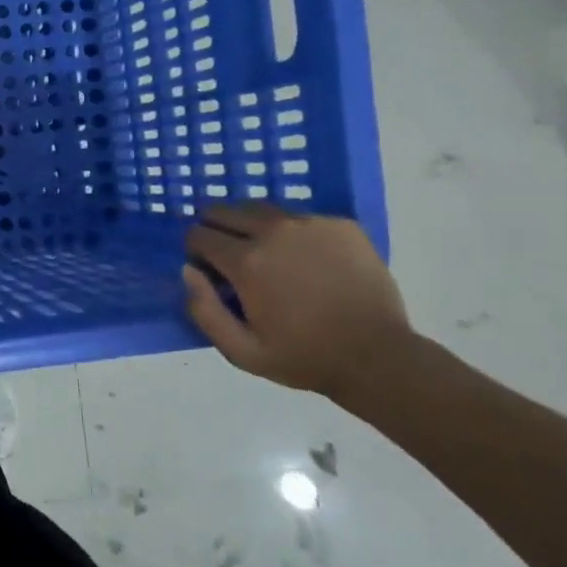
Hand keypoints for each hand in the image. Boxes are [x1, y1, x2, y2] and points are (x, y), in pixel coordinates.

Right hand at [182, 204, 412, 397]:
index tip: (209, 271)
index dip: (196, 252)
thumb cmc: (303, 356)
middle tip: (229, 256)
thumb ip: (203, 309)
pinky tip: (304, 257)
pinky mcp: (341, 225)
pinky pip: (300, 216)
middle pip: (224, 211)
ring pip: (261, 209)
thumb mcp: (239, 350)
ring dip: (251, 225)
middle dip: (217, 229)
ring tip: (266, 253)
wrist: (378, 357)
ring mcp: (311, 224)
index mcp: (246, 260)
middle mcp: (274, 231)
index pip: (198, 234)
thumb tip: (188, 270)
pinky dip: (290, 230)